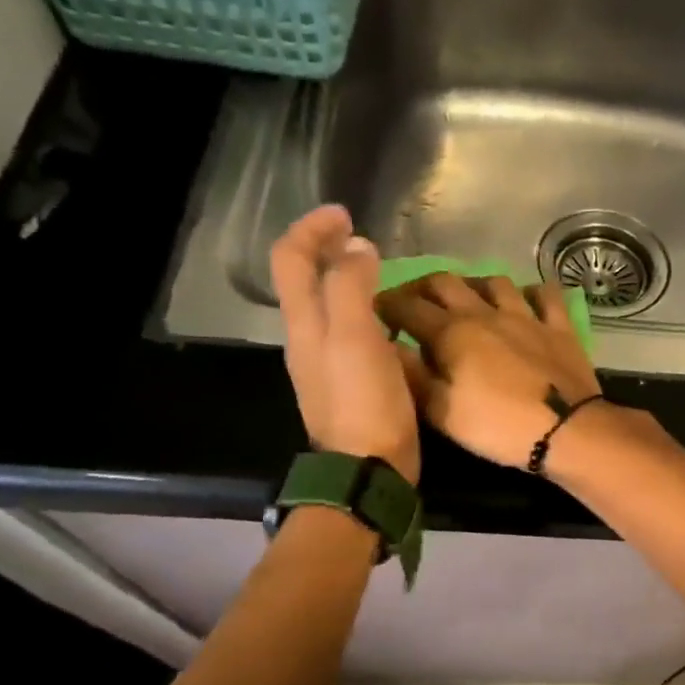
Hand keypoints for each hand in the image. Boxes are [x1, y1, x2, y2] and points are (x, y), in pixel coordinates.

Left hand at [270, 205, 419, 484]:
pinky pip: (350, 332)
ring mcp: (327, 364)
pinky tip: (393, 321)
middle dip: (327, 249)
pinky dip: (365, 311)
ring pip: (327, 306)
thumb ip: (352, 286)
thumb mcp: (356, 337)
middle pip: (305, 280)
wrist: (368, 470)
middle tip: (362, 238)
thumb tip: (357, 248)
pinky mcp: (350, 383)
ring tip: (380, 272)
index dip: (312, 229)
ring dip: (346, 279)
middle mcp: (307, 338)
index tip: (345, 214)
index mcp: (304, 323)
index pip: (291, 259)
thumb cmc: (363, 402)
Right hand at [377, 274, 601, 470]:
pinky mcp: (559, 327)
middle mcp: (485, 313)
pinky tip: (526, 300)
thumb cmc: (497, 426)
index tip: (373, 309)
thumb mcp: (441, 412)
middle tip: (413, 301)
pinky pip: (546, 296)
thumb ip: (413, 376)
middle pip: (446, 281)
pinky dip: (532, 293)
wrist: (566, 430)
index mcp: (451, 332)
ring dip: (474, 285)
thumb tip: (388, 347)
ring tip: (467, 299)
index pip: (408, 307)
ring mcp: (526, 315)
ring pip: (495, 282)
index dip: (386, 305)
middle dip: (422, 286)